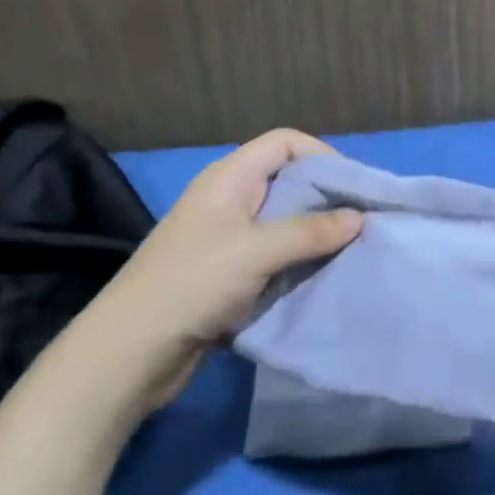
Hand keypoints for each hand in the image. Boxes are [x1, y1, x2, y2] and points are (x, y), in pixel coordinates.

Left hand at [56, 129, 361, 409]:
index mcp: (229, 177)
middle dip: (326, 197)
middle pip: (288, 180)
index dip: (322, 156)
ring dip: (316, 233)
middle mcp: (230, 199)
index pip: (285, 143)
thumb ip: (311, 231)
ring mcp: (228, 237)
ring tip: (352, 248)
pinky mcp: (229, 271)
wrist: (131, 351)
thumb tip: (359, 218)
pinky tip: (323, 274)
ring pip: (284, 220)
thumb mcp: (257, 251)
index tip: (355, 187)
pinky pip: (275, 254)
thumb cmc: (193, 284)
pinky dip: (300, 259)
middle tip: (363, 220)